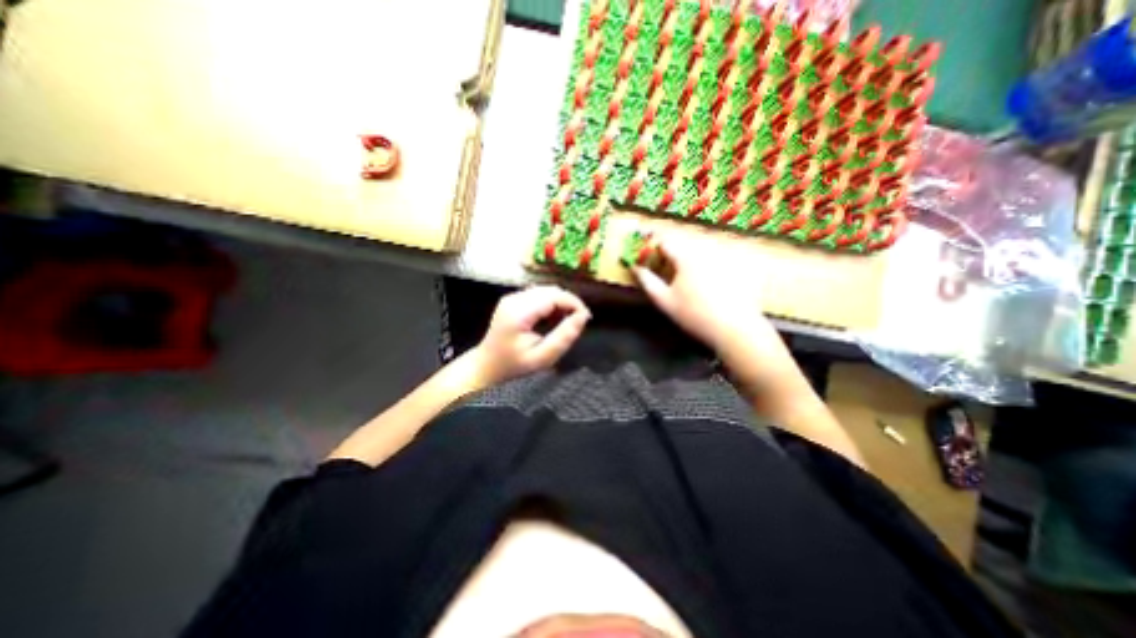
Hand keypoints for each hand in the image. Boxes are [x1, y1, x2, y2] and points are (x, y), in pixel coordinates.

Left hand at [475, 287, 594, 384]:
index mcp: (519, 312)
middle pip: (551, 290)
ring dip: (560, 302)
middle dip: (569, 302)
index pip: (554, 296)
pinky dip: (551, 303)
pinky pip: (539, 295)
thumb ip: (564, 337)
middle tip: (578, 322)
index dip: (574, 303)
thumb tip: (583, 316)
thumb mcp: (542, 357)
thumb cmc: (514, 365)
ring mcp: (512, 297)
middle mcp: (514, 299)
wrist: (487, 365)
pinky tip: (552, 319)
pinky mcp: (513, 299)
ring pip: (546, 290)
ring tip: (565, 322)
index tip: (586, 318)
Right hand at [636, 232, 775, 352]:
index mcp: (686, 257)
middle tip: (660, 257)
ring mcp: (723, 257)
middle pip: (683, 241)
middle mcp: (705, 251)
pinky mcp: (737, 266)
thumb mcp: (664, 300)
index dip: (652, 238)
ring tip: (681, 268)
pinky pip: (718, 256)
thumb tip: (635, 267)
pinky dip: (707, 261)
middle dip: (670, 246)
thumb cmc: (694, 315)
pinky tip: (706, 277)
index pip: (665, 240)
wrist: (733, 328)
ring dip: (687, 253)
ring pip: (700, 247)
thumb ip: (647, 281)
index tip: (642, 240)